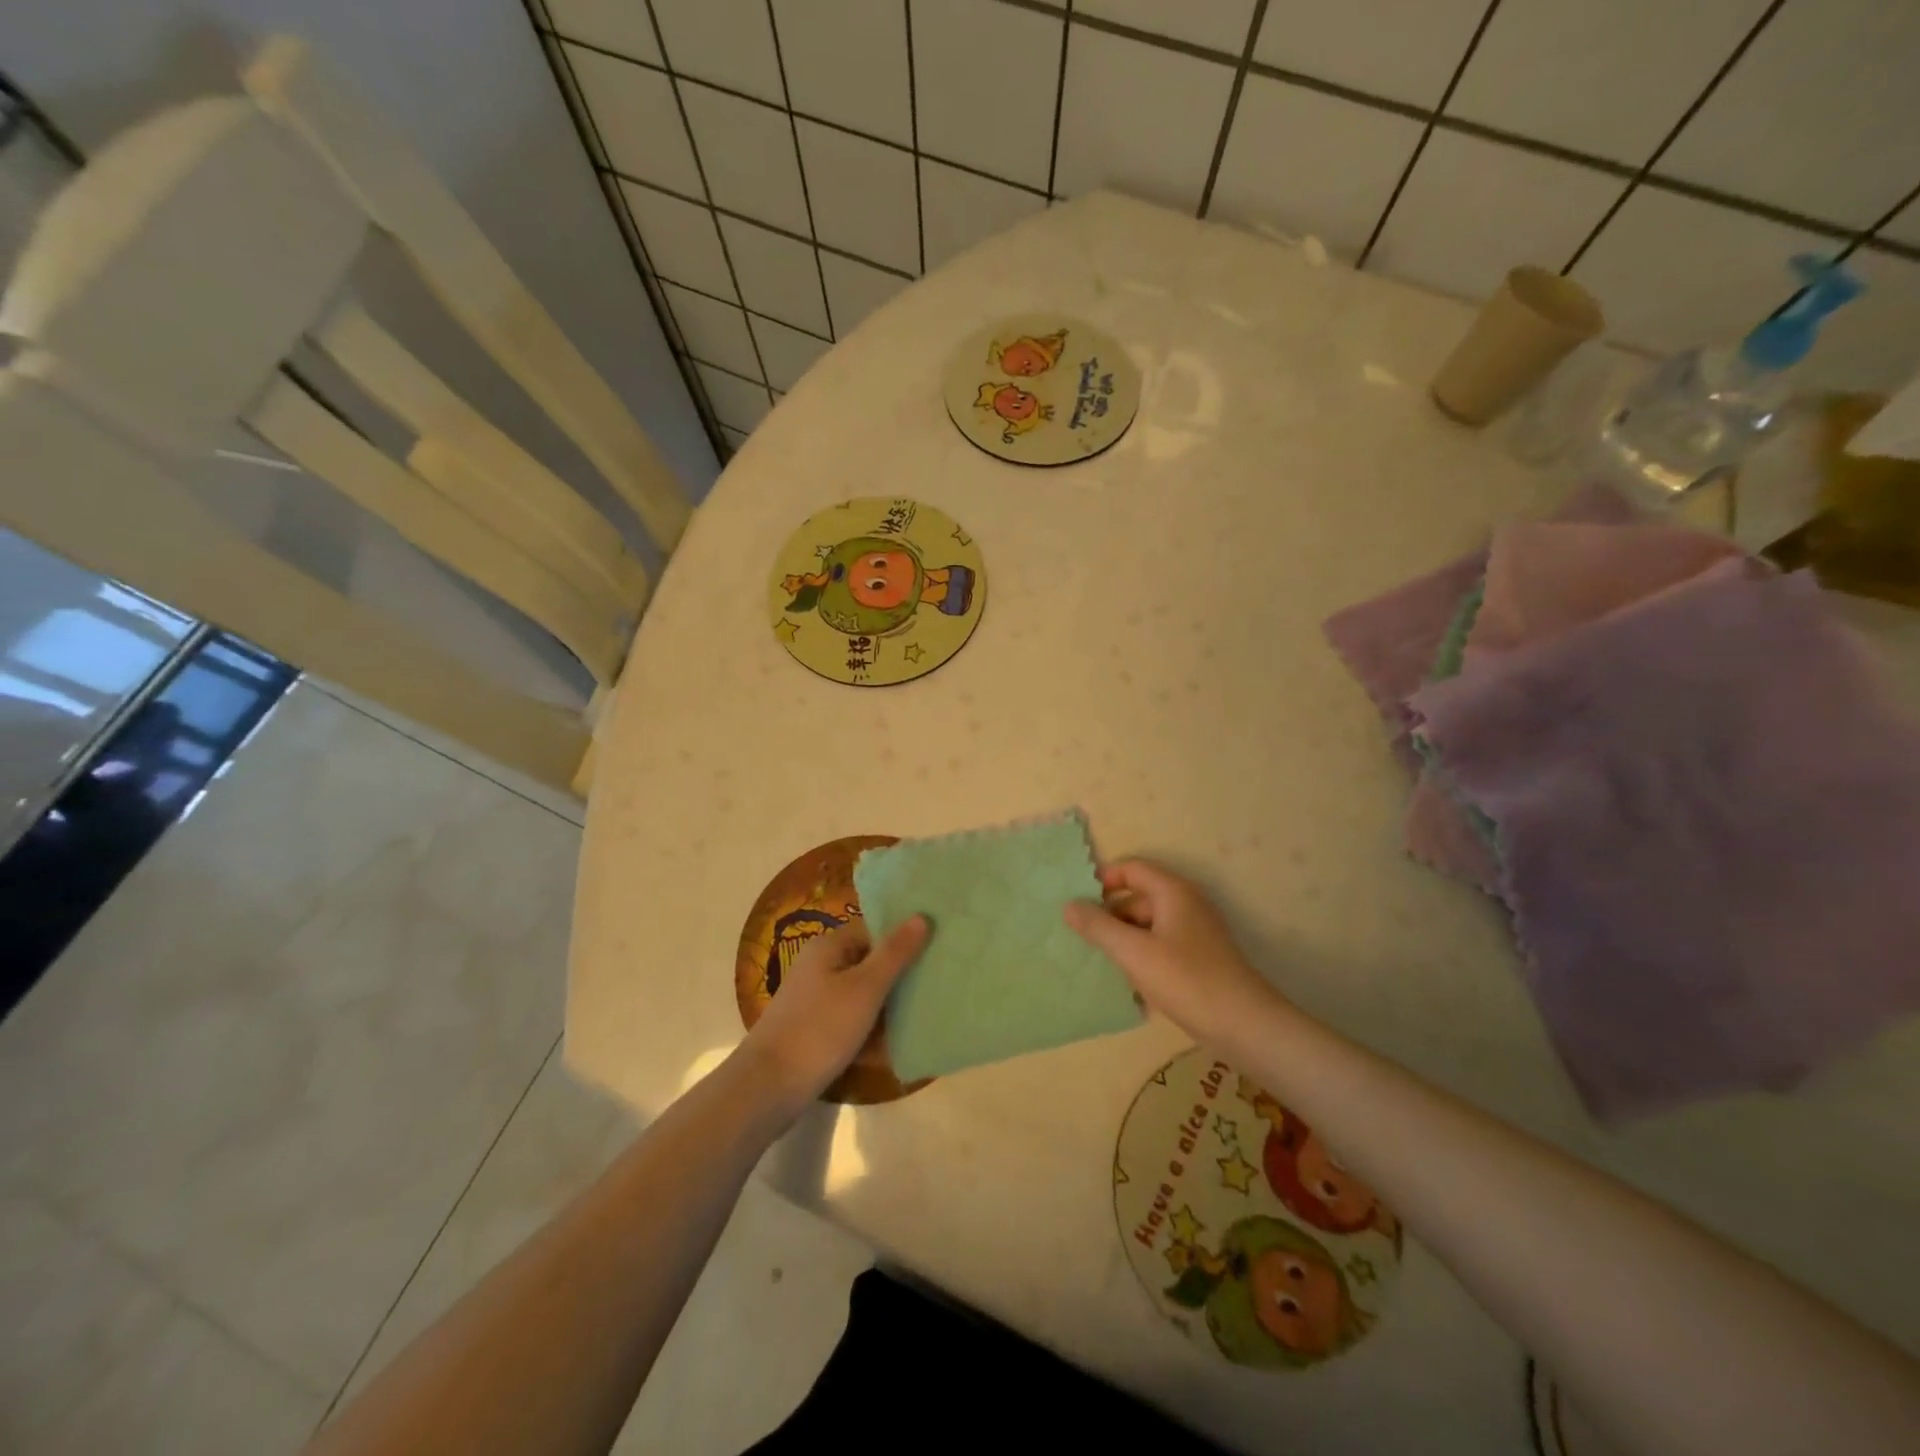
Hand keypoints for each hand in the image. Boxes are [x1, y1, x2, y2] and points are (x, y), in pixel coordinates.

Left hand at [739, 915, 928, 1113]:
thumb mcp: (865, 988)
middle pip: (870, 962)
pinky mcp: (817, 1030)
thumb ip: (895, 953)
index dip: (904, 937)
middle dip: (901, 974)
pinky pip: (854, 1020)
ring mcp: (817, 1000)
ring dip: (890, 1005)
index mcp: (829, 947)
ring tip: (927, 1013)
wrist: (769, 1088)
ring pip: (864, 994)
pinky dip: (873, 1029)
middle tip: (938, 984)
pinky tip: (899, 1043)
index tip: (937, 949)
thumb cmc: (820, 1029)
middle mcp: (821, 967)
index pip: (874, 929)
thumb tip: (921, 915)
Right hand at [1063, 859, 1282, 1047]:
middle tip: (1080, 934)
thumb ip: (1098, 927)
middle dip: (1109, 912)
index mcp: (1173, 892)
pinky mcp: (1199, 957)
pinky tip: (1126, 978)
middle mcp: (1186, 904)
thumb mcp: (1134, 952)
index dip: (1103, 879)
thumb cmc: (1187, 980)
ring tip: (1096, 957)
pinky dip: (1141, 952)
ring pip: (1149, 923)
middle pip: (1139, 896)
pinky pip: (1161, 943)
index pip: (1132, 869)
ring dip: (1123, 936)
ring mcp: (1195, 931)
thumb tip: (1068, 905)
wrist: (1244, 1026)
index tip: (1076, 900)